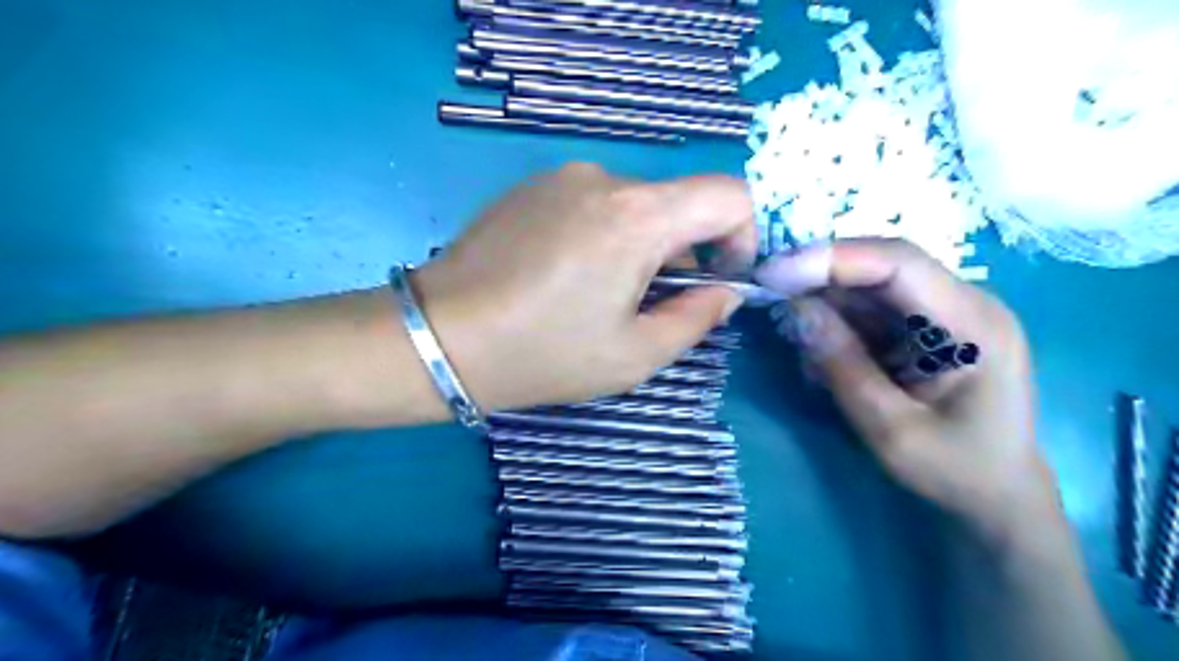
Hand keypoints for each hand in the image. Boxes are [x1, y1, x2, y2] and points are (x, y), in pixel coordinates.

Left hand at [411, 159, 753, 412]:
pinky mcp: (530, 187)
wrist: (439, 337)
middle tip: (650, 304)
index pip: (728, 195)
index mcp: (637, 217)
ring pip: (634, 205)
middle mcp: (603, 179)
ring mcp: (561, 177)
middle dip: (684, 253)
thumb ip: (695, 319)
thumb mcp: (632, 355)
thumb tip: (725, 292)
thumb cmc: (542, 354)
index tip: (720, 279)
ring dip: (640, 246)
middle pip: (677, 203)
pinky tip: (565, 276)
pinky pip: (592, 204)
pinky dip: (603, 235)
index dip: (743, 236)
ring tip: (599, 295)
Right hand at [755, 240, 1059, 545]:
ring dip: (825, 307)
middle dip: (820, 278)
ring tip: (805, 354)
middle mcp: (963, 303)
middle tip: (769, 297)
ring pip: (869, 287)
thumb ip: (844, 366)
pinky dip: (837, 326)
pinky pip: (870, 310)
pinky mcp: (925, 327)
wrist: (997, 497)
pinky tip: (824, 361)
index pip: (898, 262)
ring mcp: (944, 313)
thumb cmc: (955, 471)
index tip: (775, 275)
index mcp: (973, 323)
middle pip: (880, 266)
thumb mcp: (891, 429)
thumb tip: (796, 308)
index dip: (832, 259)